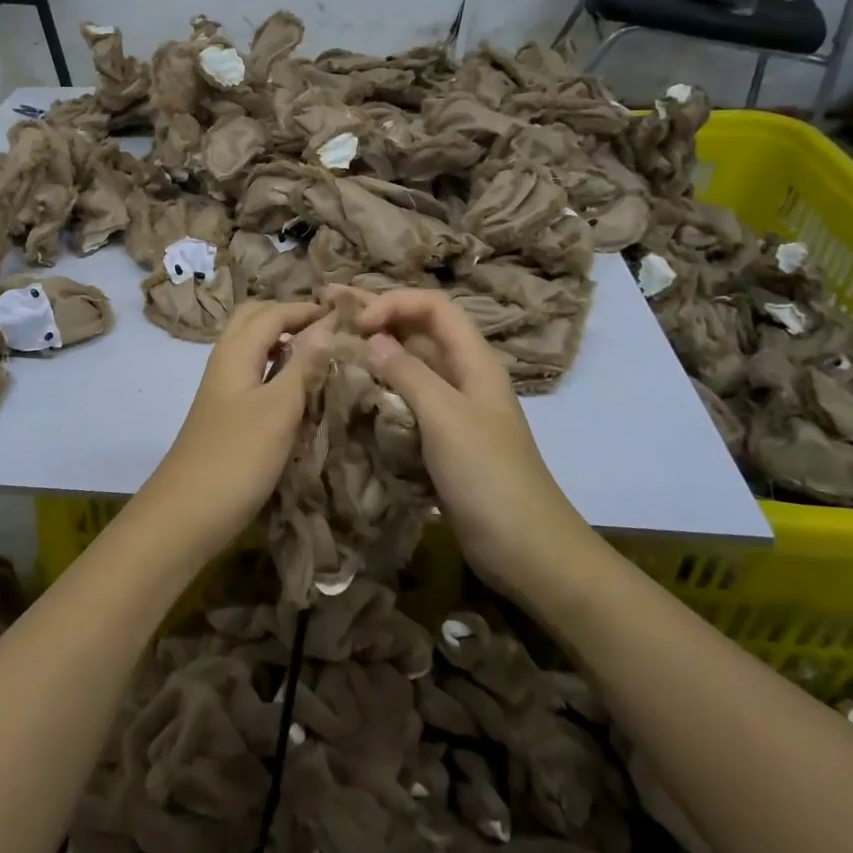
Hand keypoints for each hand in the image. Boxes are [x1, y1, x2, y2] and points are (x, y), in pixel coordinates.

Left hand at [134, 300, 333, 564]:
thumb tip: (328, 325)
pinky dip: (279, 369)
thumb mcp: (278, 408)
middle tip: (329, 328)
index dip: (307, 308)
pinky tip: (301, 389)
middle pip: (255, 320)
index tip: (347, 314)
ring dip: (284, 341)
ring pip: (254, 348)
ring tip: (323, 353)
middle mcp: (225, 362)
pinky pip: (255, 375)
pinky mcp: (228, 416)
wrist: (187, 514)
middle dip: (290, 316)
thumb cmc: (236, 457)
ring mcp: (224, 390)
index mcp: (234, 351)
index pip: (273, 312)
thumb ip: (304, 365)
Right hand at [350, 288, 604, 598]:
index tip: (357, 325)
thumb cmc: (488, 475)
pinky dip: (379, 390)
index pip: (433, 307)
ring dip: (374, 354)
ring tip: (331, 348)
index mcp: (474, 360)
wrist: (525, 548)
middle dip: (377, 318)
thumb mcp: (446, 417)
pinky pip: (405, 401)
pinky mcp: (440, 438)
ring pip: (409, 366)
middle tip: (327, 309)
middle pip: (418, 331)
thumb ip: (408, 373)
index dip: (395, 303)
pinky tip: (350, 393)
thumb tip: (371, 338)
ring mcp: (451, 408)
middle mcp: (462, 375)